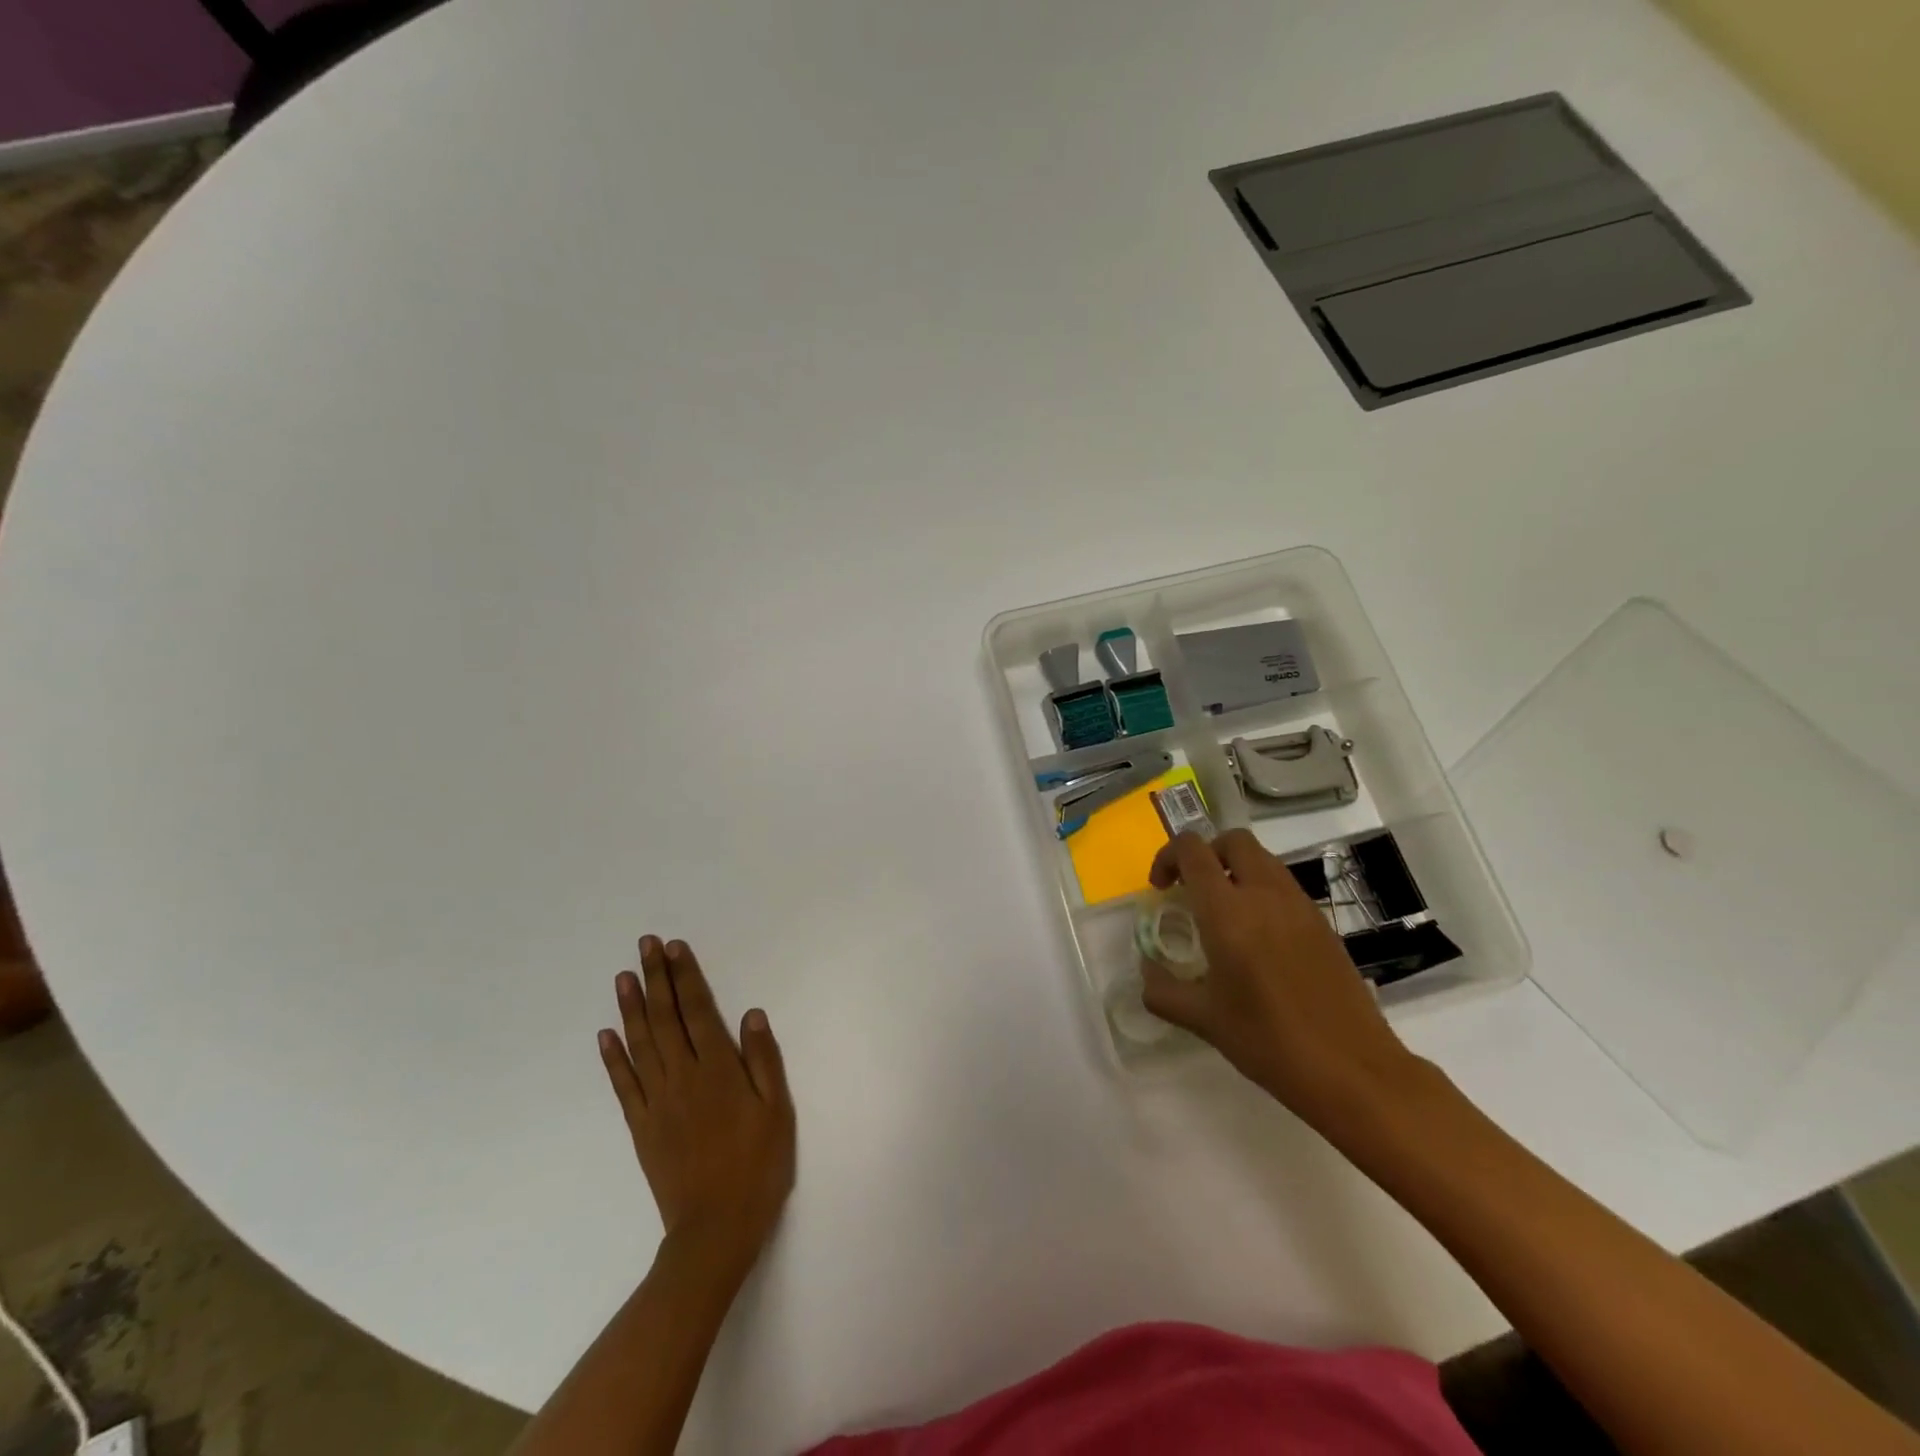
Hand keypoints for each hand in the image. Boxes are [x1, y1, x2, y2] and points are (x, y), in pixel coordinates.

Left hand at [599, 937, 795, 1281]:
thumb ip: (763, 1060)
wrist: (715, 1230)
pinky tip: (606, 1035)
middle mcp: (683, 1077)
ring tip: (624, 977)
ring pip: (640, 1044)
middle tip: (645, 945)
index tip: (674, 948)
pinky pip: (624, 1085)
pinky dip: (613, 1058)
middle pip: (665, 1019)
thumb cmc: (757, 1166)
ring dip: (631, 1008)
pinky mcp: (641, 1127)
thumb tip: (751, 1014)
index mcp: (718, 1070)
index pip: (698, 1011)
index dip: (686, 977)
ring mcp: (657, 1102)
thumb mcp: (777, 1111)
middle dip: (656, 979)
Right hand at [1141, 831, 1419, 1129]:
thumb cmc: (1268, 1041)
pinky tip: (1258, 939)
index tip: (1161, 889)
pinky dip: (1262, 892)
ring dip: (1235, 870)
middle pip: (1232, 840)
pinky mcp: (1323, 924)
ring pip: (1263, 859)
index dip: (1168, 857)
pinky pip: (1284, 886)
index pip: (1192, 850)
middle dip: (1205, 853)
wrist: (1353, 1069)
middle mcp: (1264, 894)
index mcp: (1228, 911)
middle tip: (1192, 890)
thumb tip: (1147, 971)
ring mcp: (1300, 906)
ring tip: (1223, 914)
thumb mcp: (1203, 1020)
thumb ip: (1163, 990)